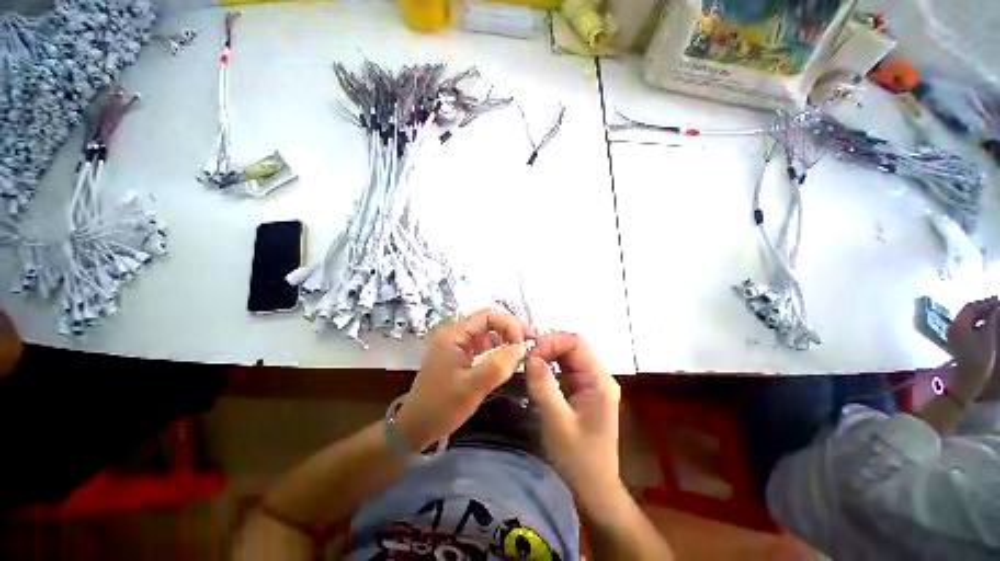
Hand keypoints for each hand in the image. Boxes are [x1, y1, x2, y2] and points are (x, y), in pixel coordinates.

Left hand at [395, 310, 531, 450]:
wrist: (416, 427)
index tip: (524, 342)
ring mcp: (459, 346)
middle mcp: (457, 334)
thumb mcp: (472, 387)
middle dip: (511, 330)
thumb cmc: (441, 406)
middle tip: (531, 343)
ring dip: (507, 340)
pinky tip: (511, 360)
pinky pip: (486, 348)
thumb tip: (523, 347)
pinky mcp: (462, 357)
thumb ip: (498, 365)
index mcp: (454, 334)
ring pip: (489, 335)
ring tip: (525, 351)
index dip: (509, 324)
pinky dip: (500, 351)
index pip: (487, 316)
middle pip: (490, 322)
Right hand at [524, 333, 620, 492]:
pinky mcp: (581, 391)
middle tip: (525, 358)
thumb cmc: (578, 458)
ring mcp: (590, 383)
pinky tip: (536, 373)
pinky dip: (548, 366)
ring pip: (566, 356)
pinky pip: (564, 369)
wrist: (593, 488)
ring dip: (546, 356)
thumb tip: (530, 357)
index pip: (576, 343)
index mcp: (599, 380)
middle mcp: (598, 376)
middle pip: (571, 347)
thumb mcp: (557, 422)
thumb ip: (544, 386)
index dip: (551, 341)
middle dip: (547, 347)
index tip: (530, 353)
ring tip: (527, 363)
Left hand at [946, 297, 999, 402]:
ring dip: (982, 315)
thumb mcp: (988, 336)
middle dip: (983, 308)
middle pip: (968, 312)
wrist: (969, 379)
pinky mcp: (958, 342)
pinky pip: (968, 327)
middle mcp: (952, 327)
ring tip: (996, 315)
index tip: (998, 301)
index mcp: (957, 325)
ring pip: (968, 319)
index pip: (970, 307)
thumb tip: (997, 308)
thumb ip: (991, 320)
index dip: (985, 303)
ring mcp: (953, 335)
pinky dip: (979, 323)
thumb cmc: (979, 358)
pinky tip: (989, 325)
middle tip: (998, 307)